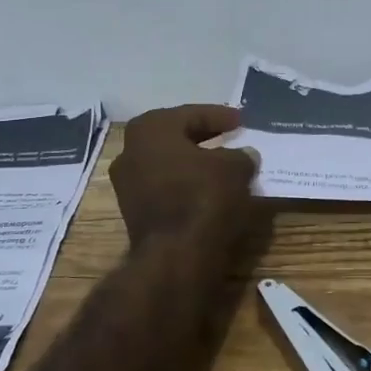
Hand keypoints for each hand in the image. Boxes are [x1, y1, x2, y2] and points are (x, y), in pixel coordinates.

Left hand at [110, 105, 259, 249]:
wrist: (175, 255)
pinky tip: (209, 189)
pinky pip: (165, 187)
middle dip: (204, 136)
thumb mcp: (234, 168)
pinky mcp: (134, 211)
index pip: (191, 114)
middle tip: (230, 137)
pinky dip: (186, 184)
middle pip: (175, 136)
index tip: (241, 120)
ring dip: (194, 162)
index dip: (220, 116)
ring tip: (223, 165)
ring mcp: (127, 183)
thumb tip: (243, 156)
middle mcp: (130, 150)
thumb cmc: (203, 197)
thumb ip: (239, 156)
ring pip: (169, 163)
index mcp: (150, 128)